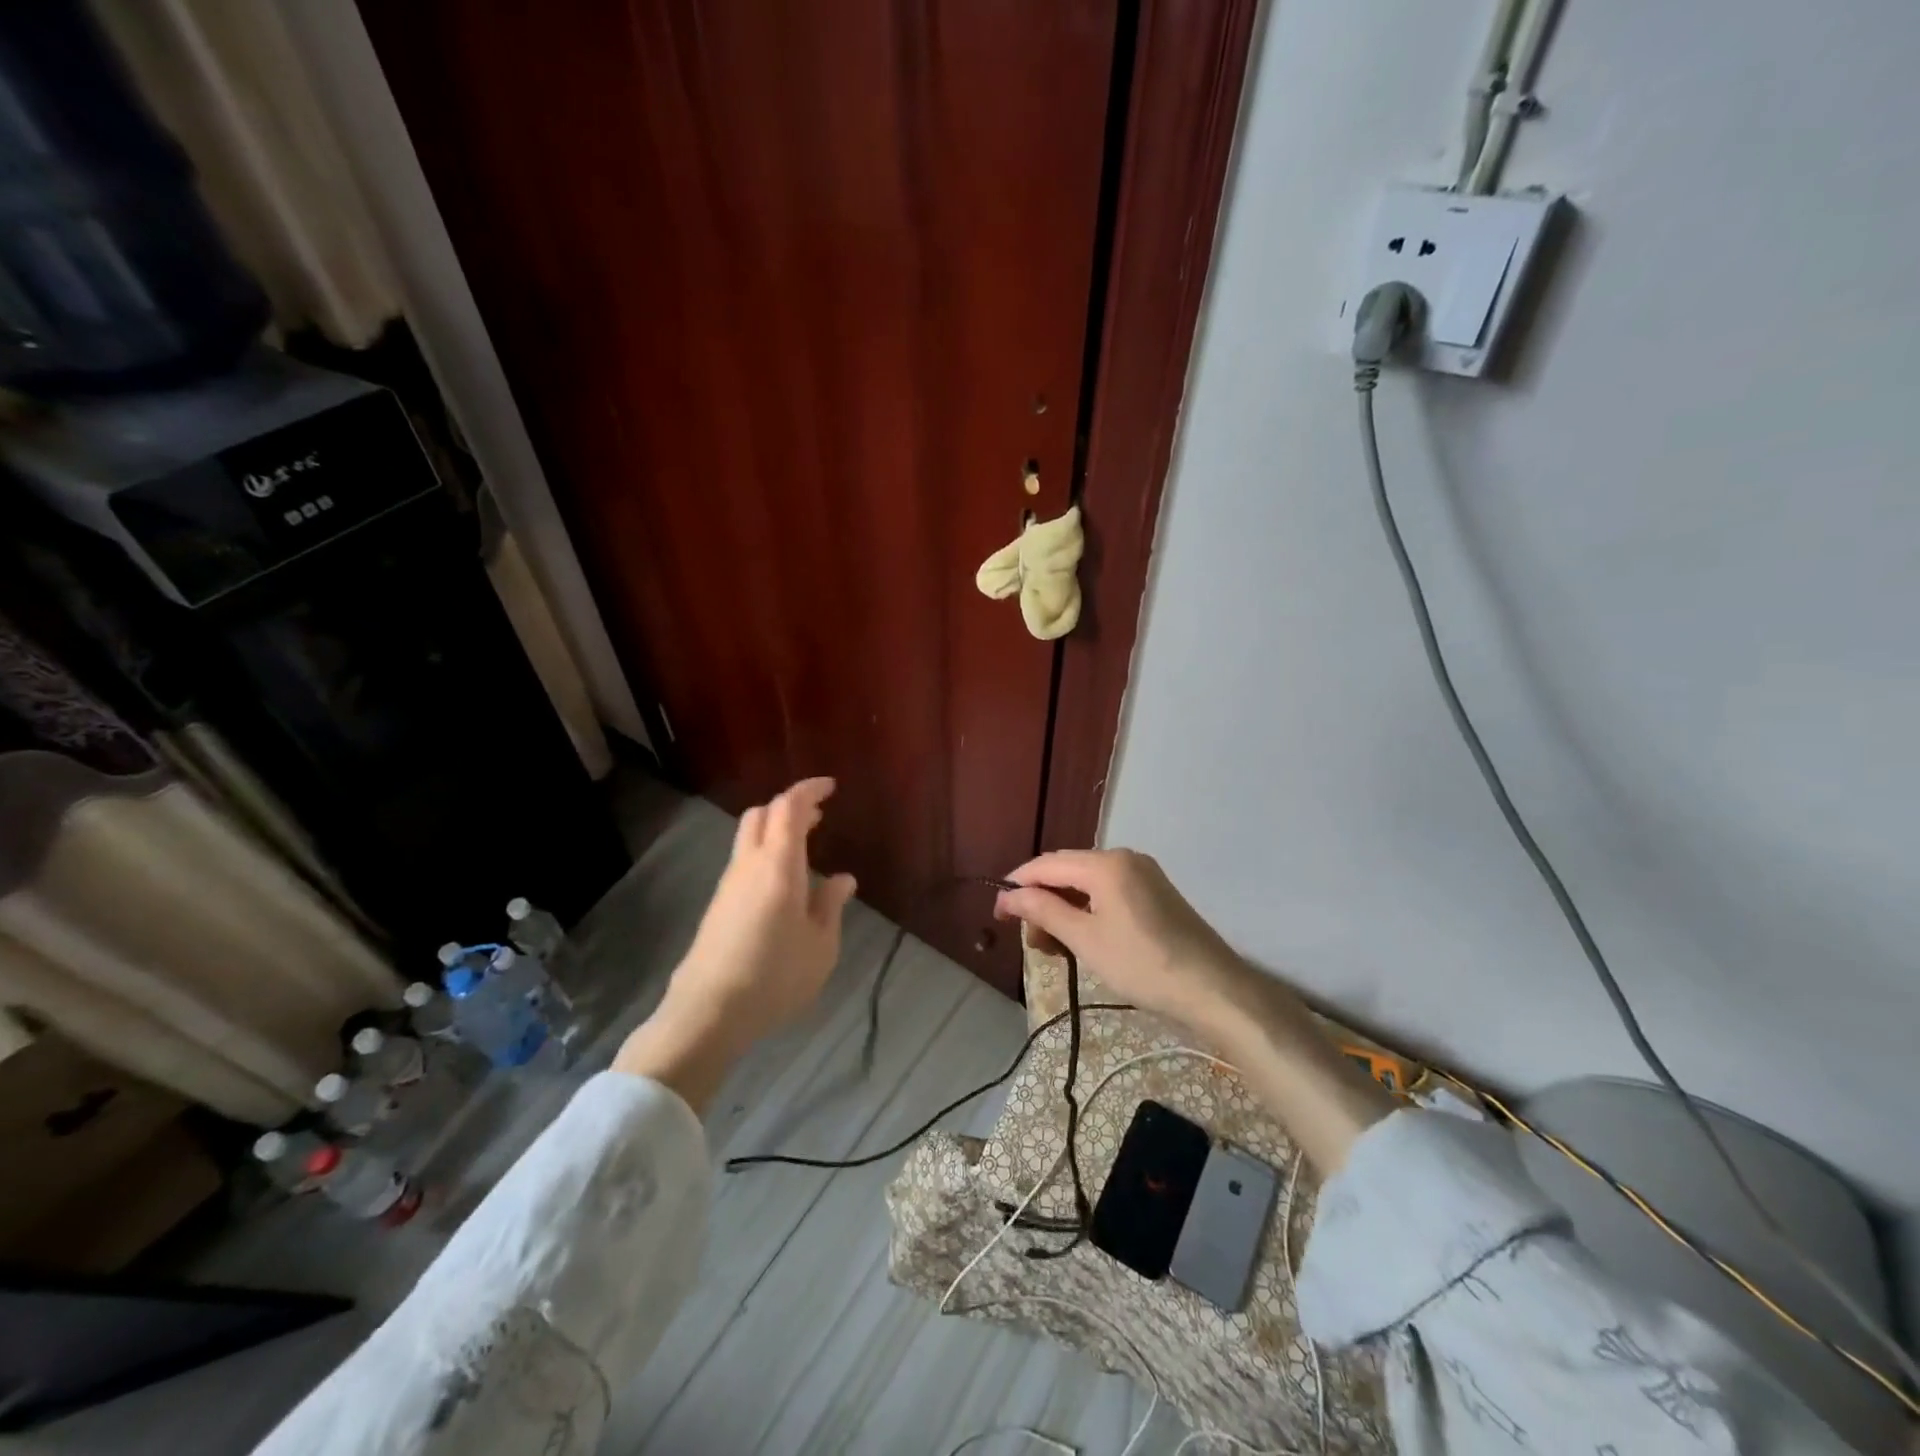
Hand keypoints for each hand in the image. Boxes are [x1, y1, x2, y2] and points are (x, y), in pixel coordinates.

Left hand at [615, 778, 856, 1106]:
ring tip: (806, 845)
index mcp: (779, 865)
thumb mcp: (820, 946)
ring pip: (749, 836)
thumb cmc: (775, 976)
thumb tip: (843, 879)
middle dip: (790, 806)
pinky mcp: (718, 905)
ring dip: (776, 829)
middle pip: (762, 814)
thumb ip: (831, 906)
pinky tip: (783, 881)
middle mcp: (749, 865)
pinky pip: (744, 861)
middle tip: (819, 815)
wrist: (708, 1012)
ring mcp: (729, 884)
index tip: (830, 787)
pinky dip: (766, 852)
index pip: (789, 807)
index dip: (809, 790)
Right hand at [993, 849, 1248, 1035]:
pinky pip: (1109, 893)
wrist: (1214, 990)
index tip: (997, 914)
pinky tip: (1082, 940)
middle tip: (1031, 942)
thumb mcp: (1085, 940)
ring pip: (1087, 884)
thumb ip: (1044, 911)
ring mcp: (1144, 874)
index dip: (1018, 886)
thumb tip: (1008, 896)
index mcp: (1106, 863)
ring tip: (1054, 949)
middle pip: (1067, 871)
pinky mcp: (1156, 894)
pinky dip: (1088, 913)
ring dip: (1064, 910)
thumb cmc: (1142, 965)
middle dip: (1042, 902)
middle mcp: (1125, 858)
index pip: (1047, 865)